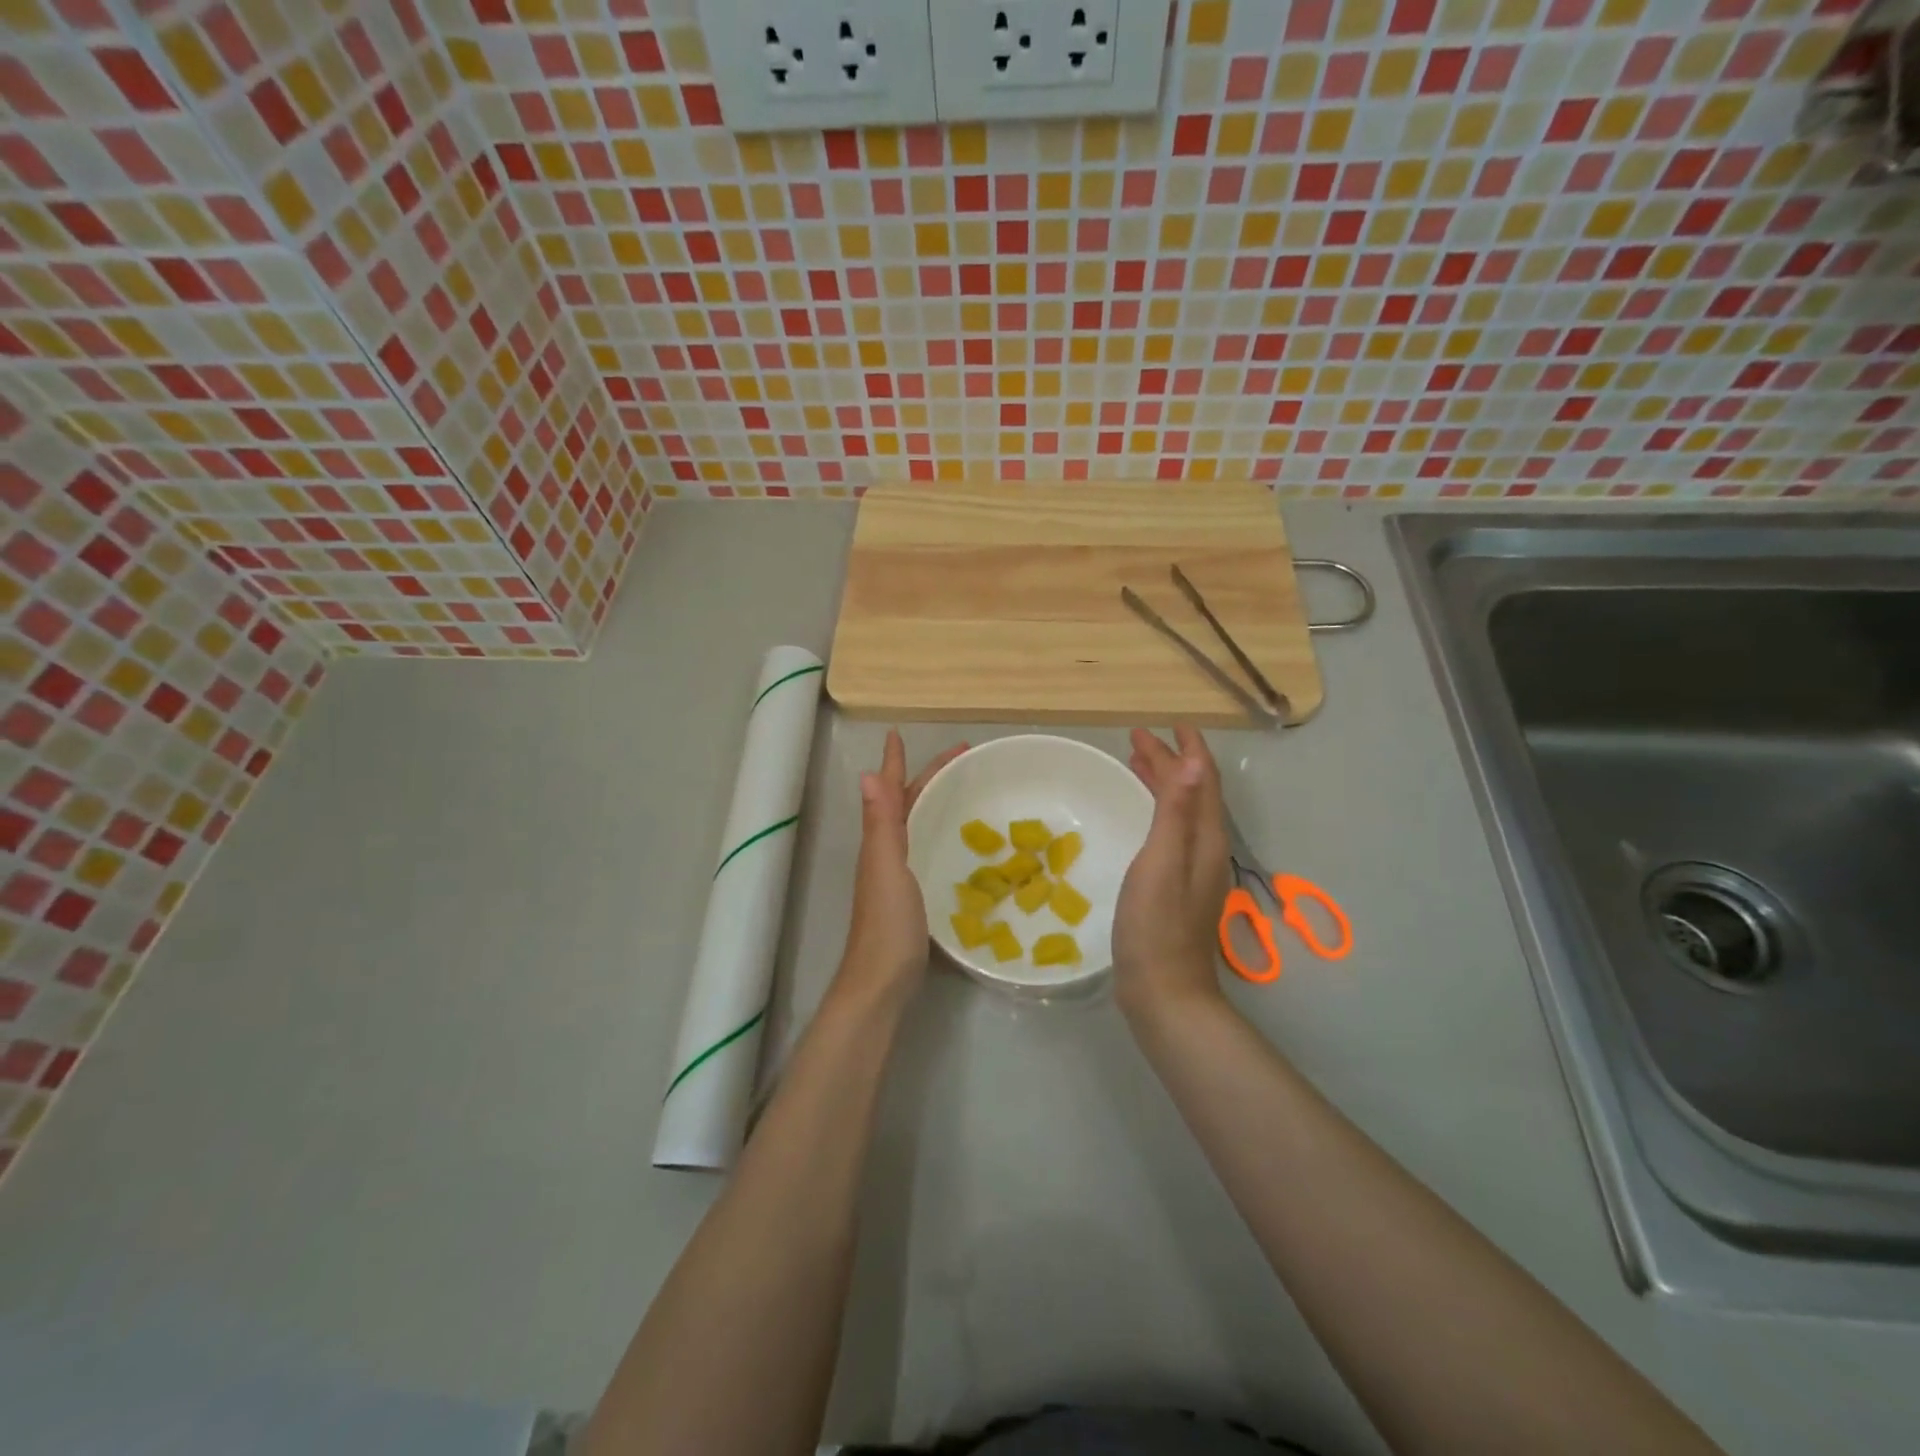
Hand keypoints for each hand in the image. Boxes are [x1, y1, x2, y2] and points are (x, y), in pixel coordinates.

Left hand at [836, 729, 965, 1010]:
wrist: (882, 982)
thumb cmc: (887, 924)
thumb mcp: (886, 868)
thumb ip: (880, 825)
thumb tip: (868, 774)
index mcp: (881, 841)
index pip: (892, 791)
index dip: (896, 762)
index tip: (900, 733)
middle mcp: (886, 851)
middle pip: (908, 803)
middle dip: (929, 776)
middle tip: (963, 758)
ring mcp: (898, 874)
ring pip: (916, 824)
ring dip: (933, 800)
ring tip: (961, 788)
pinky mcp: (913, 895)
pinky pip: (927, 848)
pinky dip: (939, 832)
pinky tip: (957, 840)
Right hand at [1113, 725, 1232, 1024]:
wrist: (1163, 991)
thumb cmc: (1156, 925)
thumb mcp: (1162, 862)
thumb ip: (1177, 812)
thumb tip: (1194, 762)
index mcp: (1206, 839)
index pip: (1202, 781)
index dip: (1188, 750)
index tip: (1169, 724)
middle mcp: (1205, 849)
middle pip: (1192, 793)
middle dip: (1170, 762)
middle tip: (1139, 739)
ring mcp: (1192, 870)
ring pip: (1181, 813)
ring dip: (1163, 784)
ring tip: (1136, 765)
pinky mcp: (1176, 887)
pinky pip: (1171, 831)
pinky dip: (1156, 810)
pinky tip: (1140, 816)